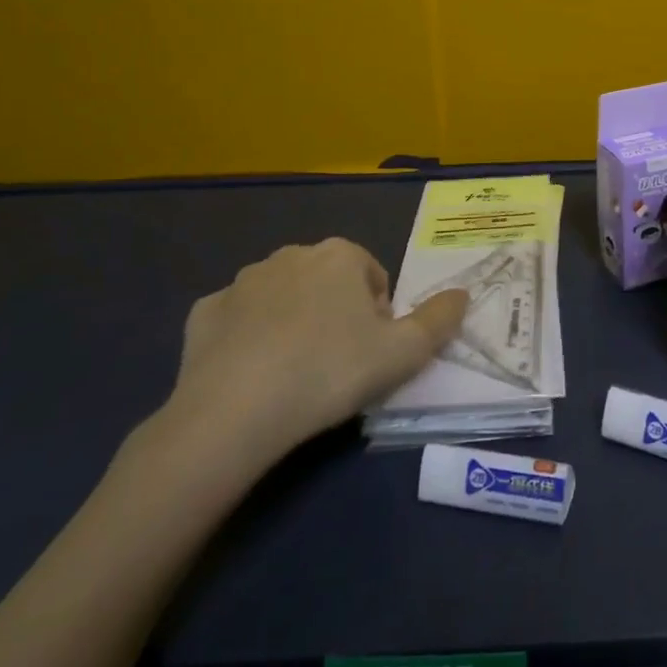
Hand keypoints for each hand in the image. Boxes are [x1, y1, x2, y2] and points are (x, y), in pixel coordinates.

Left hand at [147, 238, 466, 486]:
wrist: (234, 412)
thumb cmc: (330, 372)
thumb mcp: (404, 353)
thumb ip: (440, 319)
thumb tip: (463, 294)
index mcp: (339, 255)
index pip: (372, 275)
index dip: (378, 314)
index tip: (371, 352)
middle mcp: (290, 255)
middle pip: (327, 281)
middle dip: (336, 313)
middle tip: (338, 364)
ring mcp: (242, 281)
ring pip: (282, 297)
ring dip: (293, 322)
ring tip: (294, 373)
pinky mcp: (203, 312)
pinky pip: (237, 319)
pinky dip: (247, 338)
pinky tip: (250, 374)